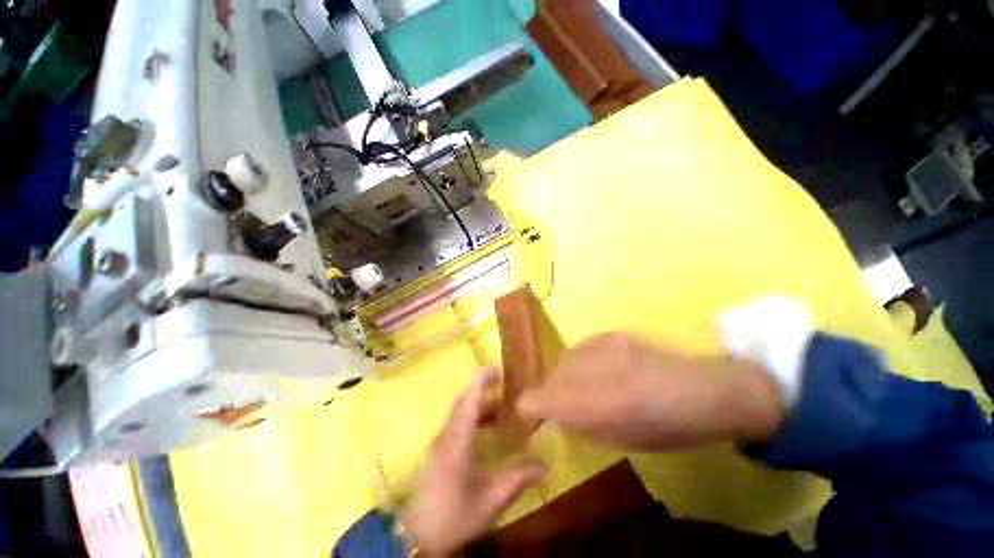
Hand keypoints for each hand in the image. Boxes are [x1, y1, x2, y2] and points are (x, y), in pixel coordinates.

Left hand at [402, 368, 544, 555]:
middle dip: (483, 387)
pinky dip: (472, 416)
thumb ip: (518, 479)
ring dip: (479, 403)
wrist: (418, 537)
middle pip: (464, 399)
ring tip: (502, 407)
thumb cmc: (455, 515)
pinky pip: (457, 421)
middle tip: (506, 385)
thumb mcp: (491, 501)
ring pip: (460, 410)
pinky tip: (486, 429)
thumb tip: (545, 466)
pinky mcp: (439, 448)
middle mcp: (447, 434)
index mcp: (458, 440)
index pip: (470, 399)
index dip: (483, 380)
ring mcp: (440, 440)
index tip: (500, 370)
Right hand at [517, 333, 783, 451]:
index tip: (532, 411)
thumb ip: (582, 423)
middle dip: (553, 390)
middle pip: (551, 376)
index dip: (530, 406)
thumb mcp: (622, 440)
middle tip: (570, 401)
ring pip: (565, 358)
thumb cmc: (670, 430)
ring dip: (569, 373)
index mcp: (595, 406)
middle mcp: (591, 370)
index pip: (538, 399)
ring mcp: (600, 346)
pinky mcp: (611, 333)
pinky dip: (585, 360)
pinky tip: (607, 367)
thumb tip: (556, 413)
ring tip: (592, 382)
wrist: (707, 391)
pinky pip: (583, 347)